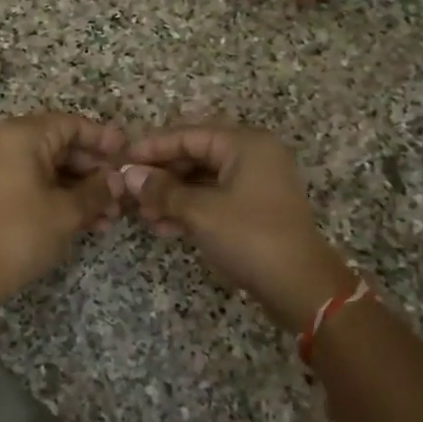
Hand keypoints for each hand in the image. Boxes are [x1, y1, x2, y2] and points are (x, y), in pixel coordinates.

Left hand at [0, 113, 125, 307]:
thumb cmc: (22, 233)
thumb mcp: (67, 211)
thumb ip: (97, 190)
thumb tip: (118, 180)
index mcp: (22, 135)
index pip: (72, 124)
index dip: (103, 139)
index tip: (128, 155)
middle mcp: (6, 142)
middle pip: (62, 145)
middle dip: (94, 171)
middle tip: (122, 192)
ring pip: (51, 168)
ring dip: (82, 189)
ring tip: (111, 216)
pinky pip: (35, 182)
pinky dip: (60, 197)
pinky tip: (89, 221)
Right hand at [123, 125, 355, 332]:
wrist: (300, 286)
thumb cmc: (250, 237)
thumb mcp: (200, 212)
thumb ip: (162, 190)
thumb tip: (128, 175)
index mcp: (245, 144)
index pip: (189, 135)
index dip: (153, 147)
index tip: (122, 159)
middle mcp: (253, 156)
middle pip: (196, 155)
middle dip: (162, 175)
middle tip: (129, 190)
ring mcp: (256, 183)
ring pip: (203, 180)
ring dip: (172, 196)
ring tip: (142, 214)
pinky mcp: (255, 209)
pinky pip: (214, 199)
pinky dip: (189, 209)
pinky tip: (163, 227)